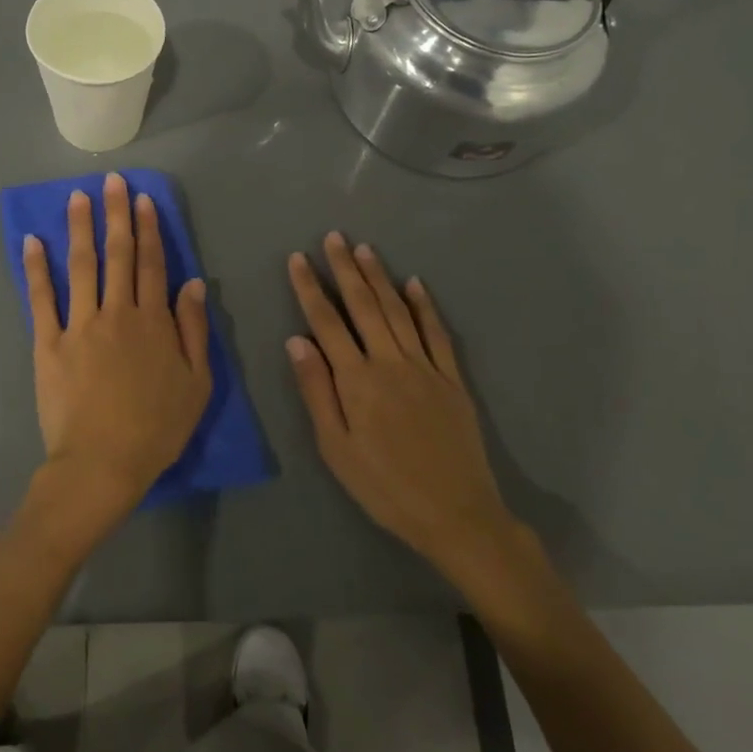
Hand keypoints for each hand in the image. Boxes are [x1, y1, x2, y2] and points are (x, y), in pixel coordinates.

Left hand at [23, 173, 212, 525]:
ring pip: (81, 265)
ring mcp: (79, 325)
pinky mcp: (48, 343)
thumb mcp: (196, 383)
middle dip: (116, 214)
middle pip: (118, 254)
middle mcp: (116, 312)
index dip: (149, 229)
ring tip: (77, 197)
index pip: (152, 263)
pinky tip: (32, 241)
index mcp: (153, 321)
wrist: (103, 462)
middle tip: (112, 180)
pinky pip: (41, 298)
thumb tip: (193, 283)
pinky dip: (36, 268)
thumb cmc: (156, 427)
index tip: (143, 199)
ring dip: (80, 228)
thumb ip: (194, 330)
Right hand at [285, 233, 518, 577]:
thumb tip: (297, 341)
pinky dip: (425, 306)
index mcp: (357, 380)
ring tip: (365, 249)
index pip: (327, 323)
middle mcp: (390, 362)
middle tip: (334, 237)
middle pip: (364, 306)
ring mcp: (426, 367)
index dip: (310, 289)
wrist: (455, 513)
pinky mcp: (452, 378)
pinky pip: (437, 333)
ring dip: (380, 277)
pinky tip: (416, 284)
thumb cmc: (384, 486)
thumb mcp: (336, 448)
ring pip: (398, 311)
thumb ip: (317, 391)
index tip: (298, 259)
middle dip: (345, 269)